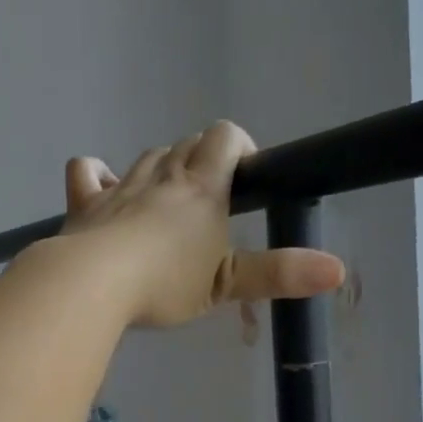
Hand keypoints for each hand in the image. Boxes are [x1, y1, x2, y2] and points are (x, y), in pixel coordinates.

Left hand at [59, 121, 343, 327]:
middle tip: (209, 201)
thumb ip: (278, 274)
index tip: (245, 178)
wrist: (93, 285)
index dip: (239, 146)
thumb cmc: (166, 283)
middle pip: (186, 144)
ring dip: (161, 169)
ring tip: (168, 203)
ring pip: (146, 157)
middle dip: (202, 160)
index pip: (225, 136)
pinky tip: (104, 188)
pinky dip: (97, 174)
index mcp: (200, 186)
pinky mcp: (85, 203)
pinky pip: (87, 172)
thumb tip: (337, 269)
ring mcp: (119, 186)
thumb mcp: (227, 284)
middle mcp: (161, 175)